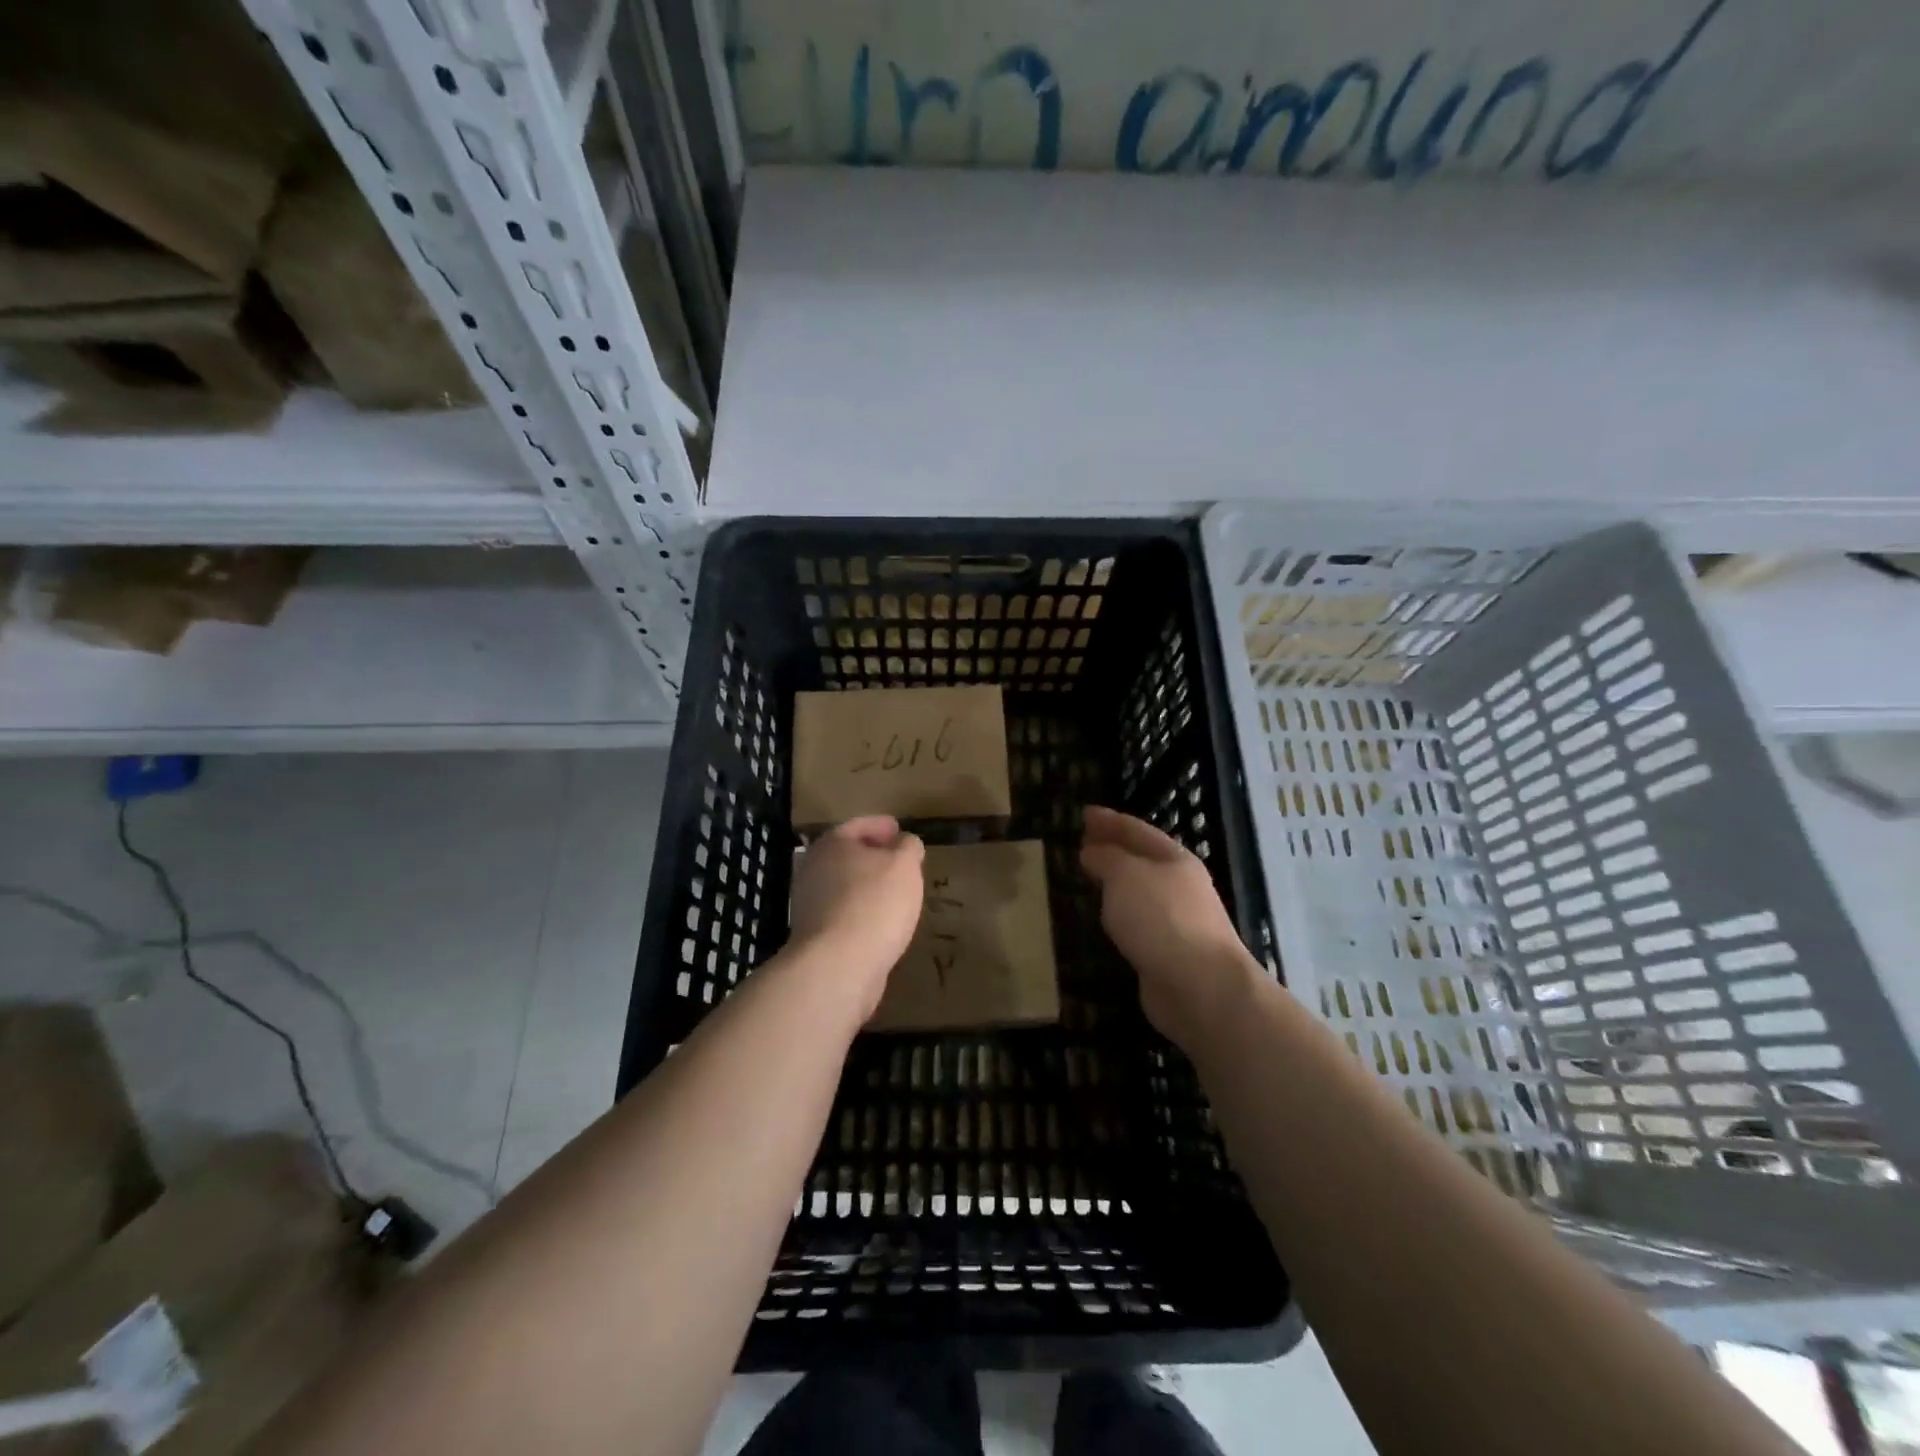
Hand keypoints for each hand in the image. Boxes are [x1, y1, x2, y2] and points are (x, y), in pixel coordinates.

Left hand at [788, 816, 924, 1021]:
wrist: (838, 965)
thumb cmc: (874, 903)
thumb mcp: (904, 865)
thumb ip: (908, 847)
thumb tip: (905, 842)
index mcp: (832, 844)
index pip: (859, 825)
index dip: (881, 825)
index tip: (899, 829)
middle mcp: (814, 869)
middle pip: (847, 855)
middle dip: (873, 856)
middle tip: (899, 860)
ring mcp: (810, 904)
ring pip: (844, 885)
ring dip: (867, 886)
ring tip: (896, 892)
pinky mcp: (816, 936)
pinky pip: (844, 913)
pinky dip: (862, 911)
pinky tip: (882, 921)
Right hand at [1080, 806, 1256, 1045]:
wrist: (1201, 988)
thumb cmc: (1162, 919)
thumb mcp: (1126, 876)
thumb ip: (1106, 858)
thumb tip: (1092, 851)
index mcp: (1175, 859)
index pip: (1137, 830)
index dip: (1110, 820)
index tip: (1084, 813)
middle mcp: (1180, 886)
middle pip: (1141, 859)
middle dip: (1113, 848)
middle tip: (1083, 842)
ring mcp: (1177, 921)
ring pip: (1139, 892)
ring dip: (1115, 882)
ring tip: (1089, 876)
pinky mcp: (1169, 953)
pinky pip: (1138, 923)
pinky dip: (1119, 914)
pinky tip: (1105, 918)